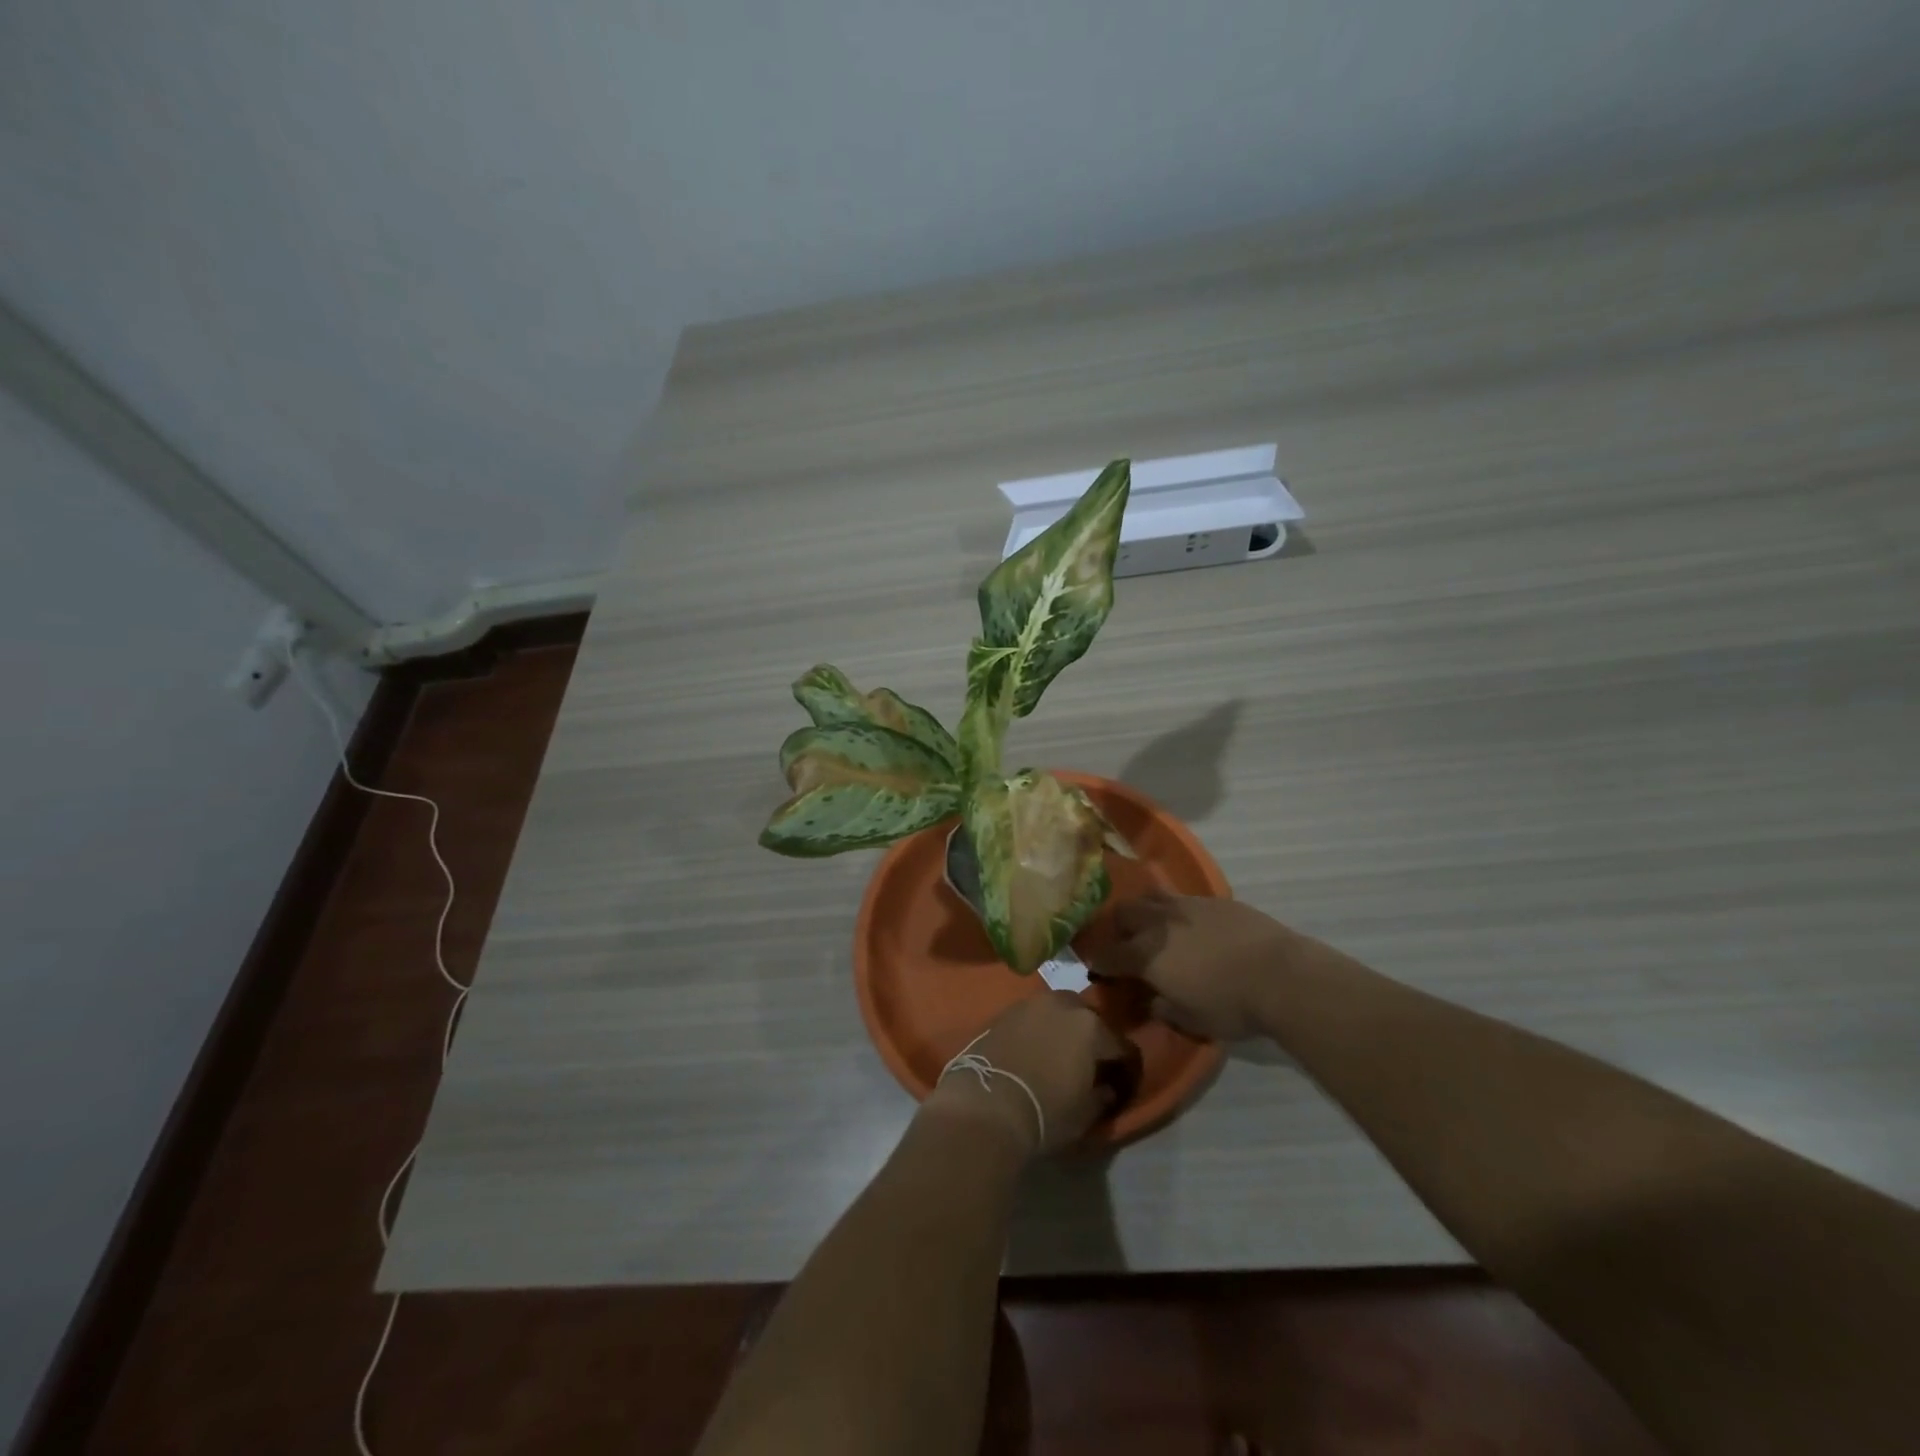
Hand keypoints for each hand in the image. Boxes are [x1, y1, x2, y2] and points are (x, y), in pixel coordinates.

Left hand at [925, 993, 1135, 1157]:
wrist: (987, 1103)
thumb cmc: (1045, 1112)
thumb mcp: (1084, 1114)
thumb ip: (1101, 1096)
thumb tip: (1107, 1088)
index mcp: (1092, 1028)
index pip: (1120, 1044)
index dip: (1124, 1064)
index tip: (1122, 1080)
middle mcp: (1063, 1005)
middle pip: (1087, 1018)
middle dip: (1092, 1037)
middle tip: (1088, 1061)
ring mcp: (1031, 1004)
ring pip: (1057, 1011)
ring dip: (1062, 1027)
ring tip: (1057, 1052)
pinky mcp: (1004, 1011)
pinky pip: (1031, 1017)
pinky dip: (1036, 1029)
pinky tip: (1032, 1049)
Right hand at [1085, 892, 1298, 1041]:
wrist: (1281, 975)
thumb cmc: (1232, 1005)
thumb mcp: (1192, 1020)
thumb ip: (1164, 1008)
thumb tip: (1152, 1001)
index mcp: (1146, 955)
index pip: (1108, 954)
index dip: (1098, 961)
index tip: (1097, 967)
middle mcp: (1159, 923)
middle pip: (1123, 913)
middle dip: (1118, 927)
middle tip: (1126, 944)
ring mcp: (1187, 905)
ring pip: (1151, 898)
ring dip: (1145, 911)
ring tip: (1155, 926)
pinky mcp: (1213, 900)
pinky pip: (1183, 899)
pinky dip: (1177, 911)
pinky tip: (1192, 926)